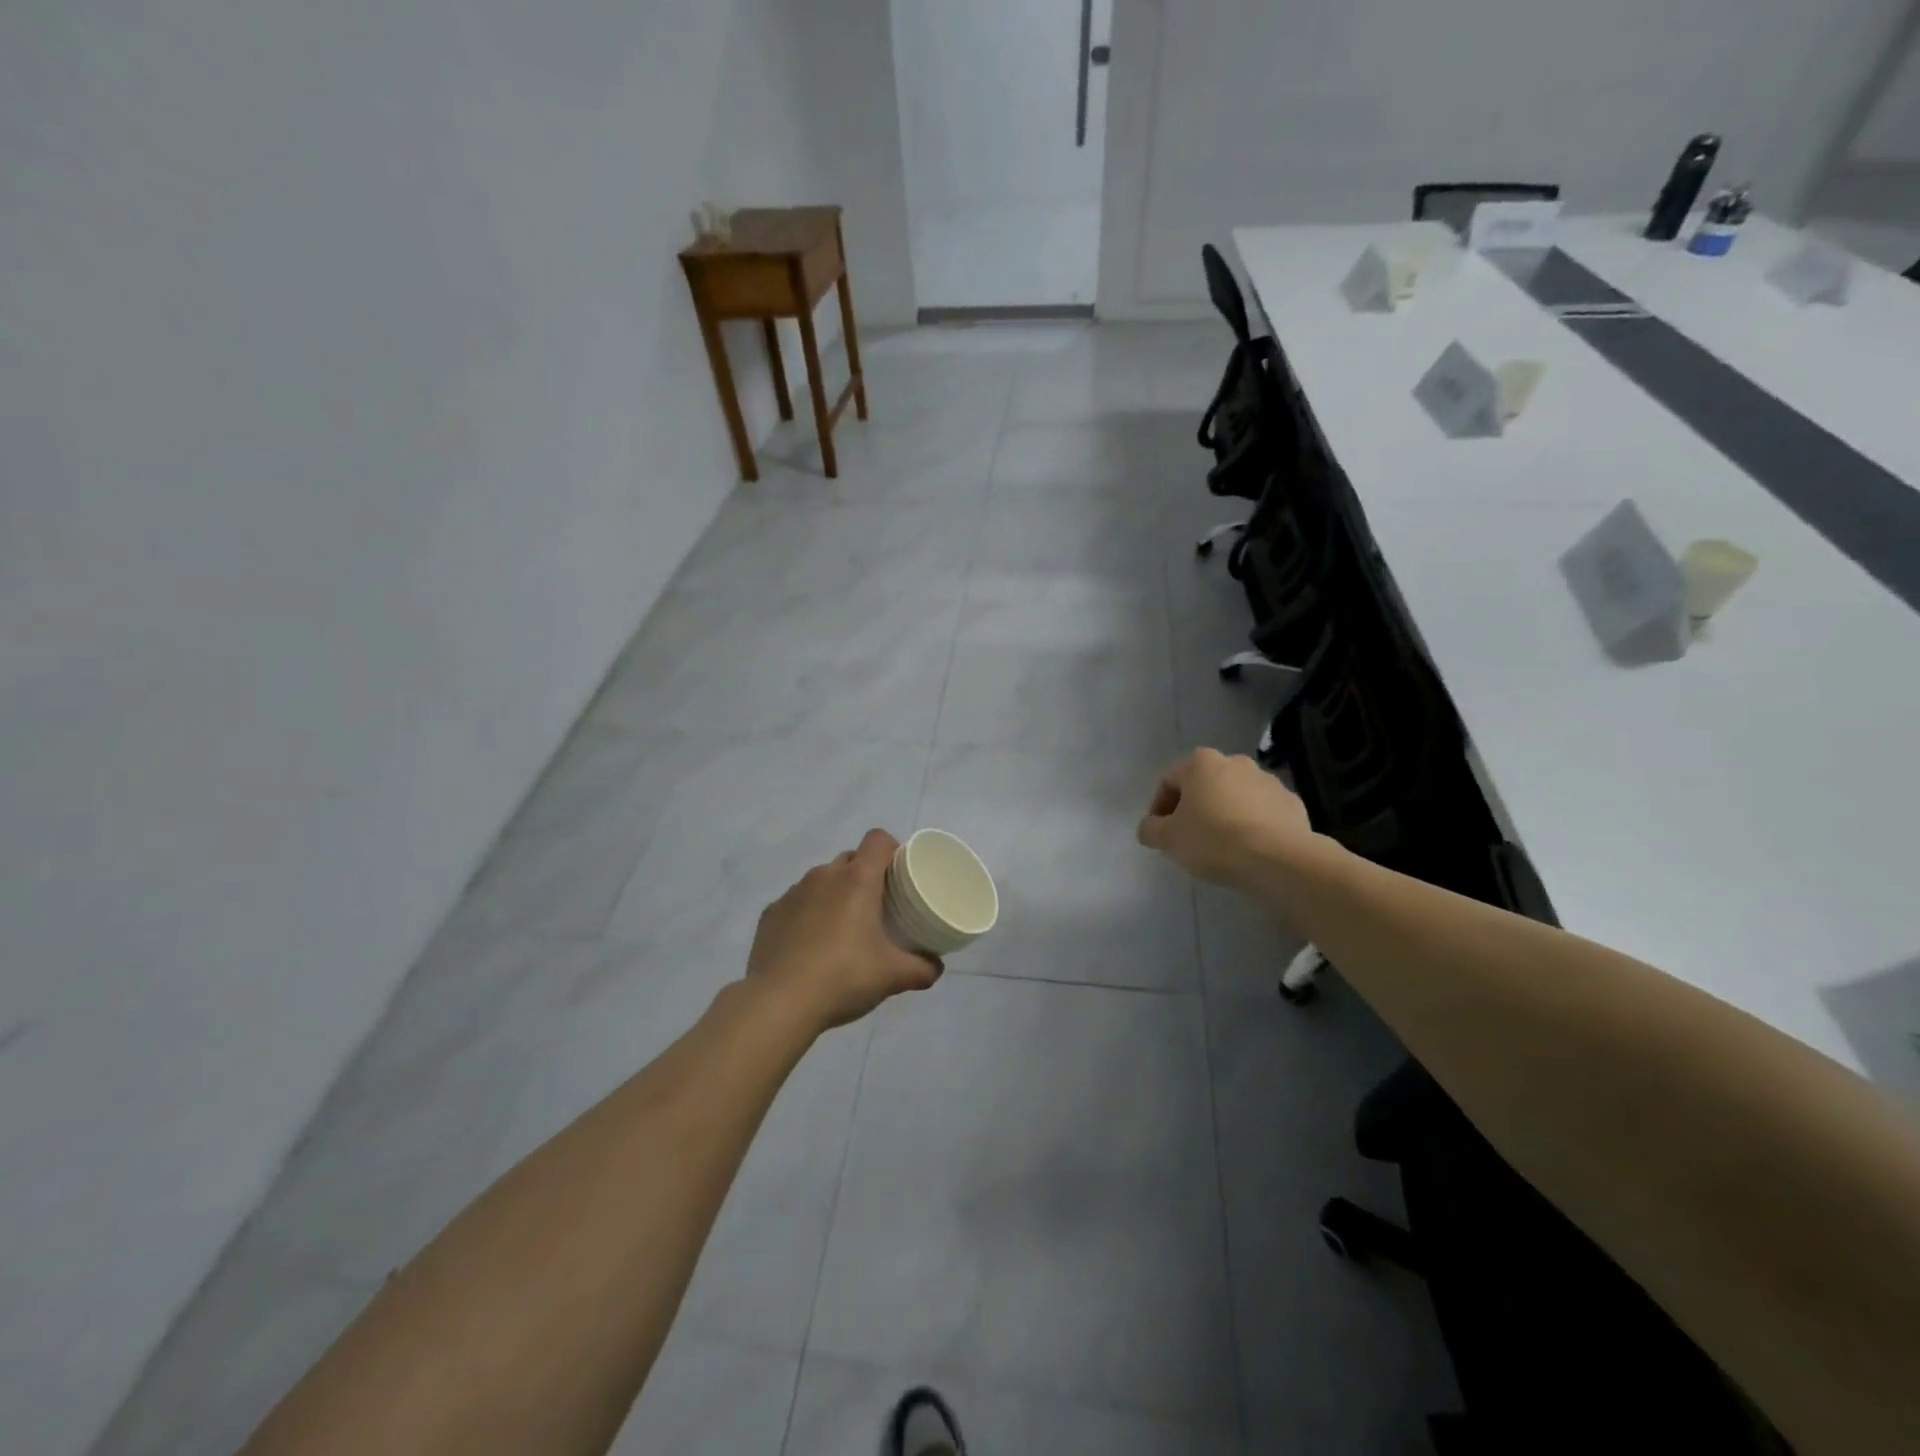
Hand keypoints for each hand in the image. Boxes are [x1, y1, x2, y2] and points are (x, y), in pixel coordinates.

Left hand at [747, 829, 941, 1032]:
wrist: (779, 1002)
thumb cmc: (844, 977)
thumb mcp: (892, 976)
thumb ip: (922, 968)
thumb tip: (936, 966)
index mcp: (857, 879)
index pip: (878, 839)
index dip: (891, 849)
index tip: (898, 873)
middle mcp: (824, 876)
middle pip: (850, 858)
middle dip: (864, 874)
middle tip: (877, 906)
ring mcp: (793, 893)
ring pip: (821, 880)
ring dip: (834, 894)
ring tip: (842, 928)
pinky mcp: (770, 913)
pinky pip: (796, 902)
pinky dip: (807, 914)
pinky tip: (810, 945)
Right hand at [1136, 748, 1315, 888]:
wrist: (1280, 859)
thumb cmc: (1214, 840)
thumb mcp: (1168, 839)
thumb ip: (1150, 829)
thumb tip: (1150, 828)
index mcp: (1201, 763)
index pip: (1168, 781)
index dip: (1158, 809)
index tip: (1160, 835)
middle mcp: (1235, 762)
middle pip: (1203, 786)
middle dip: (1193, 809)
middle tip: (1189, 839)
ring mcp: (1267, 780)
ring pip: (1233, 797)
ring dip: (1223, 814)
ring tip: (1221, 846)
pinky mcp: (1291, 802)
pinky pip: (1261, 811)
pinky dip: (1251, 824)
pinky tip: (1248, 849)